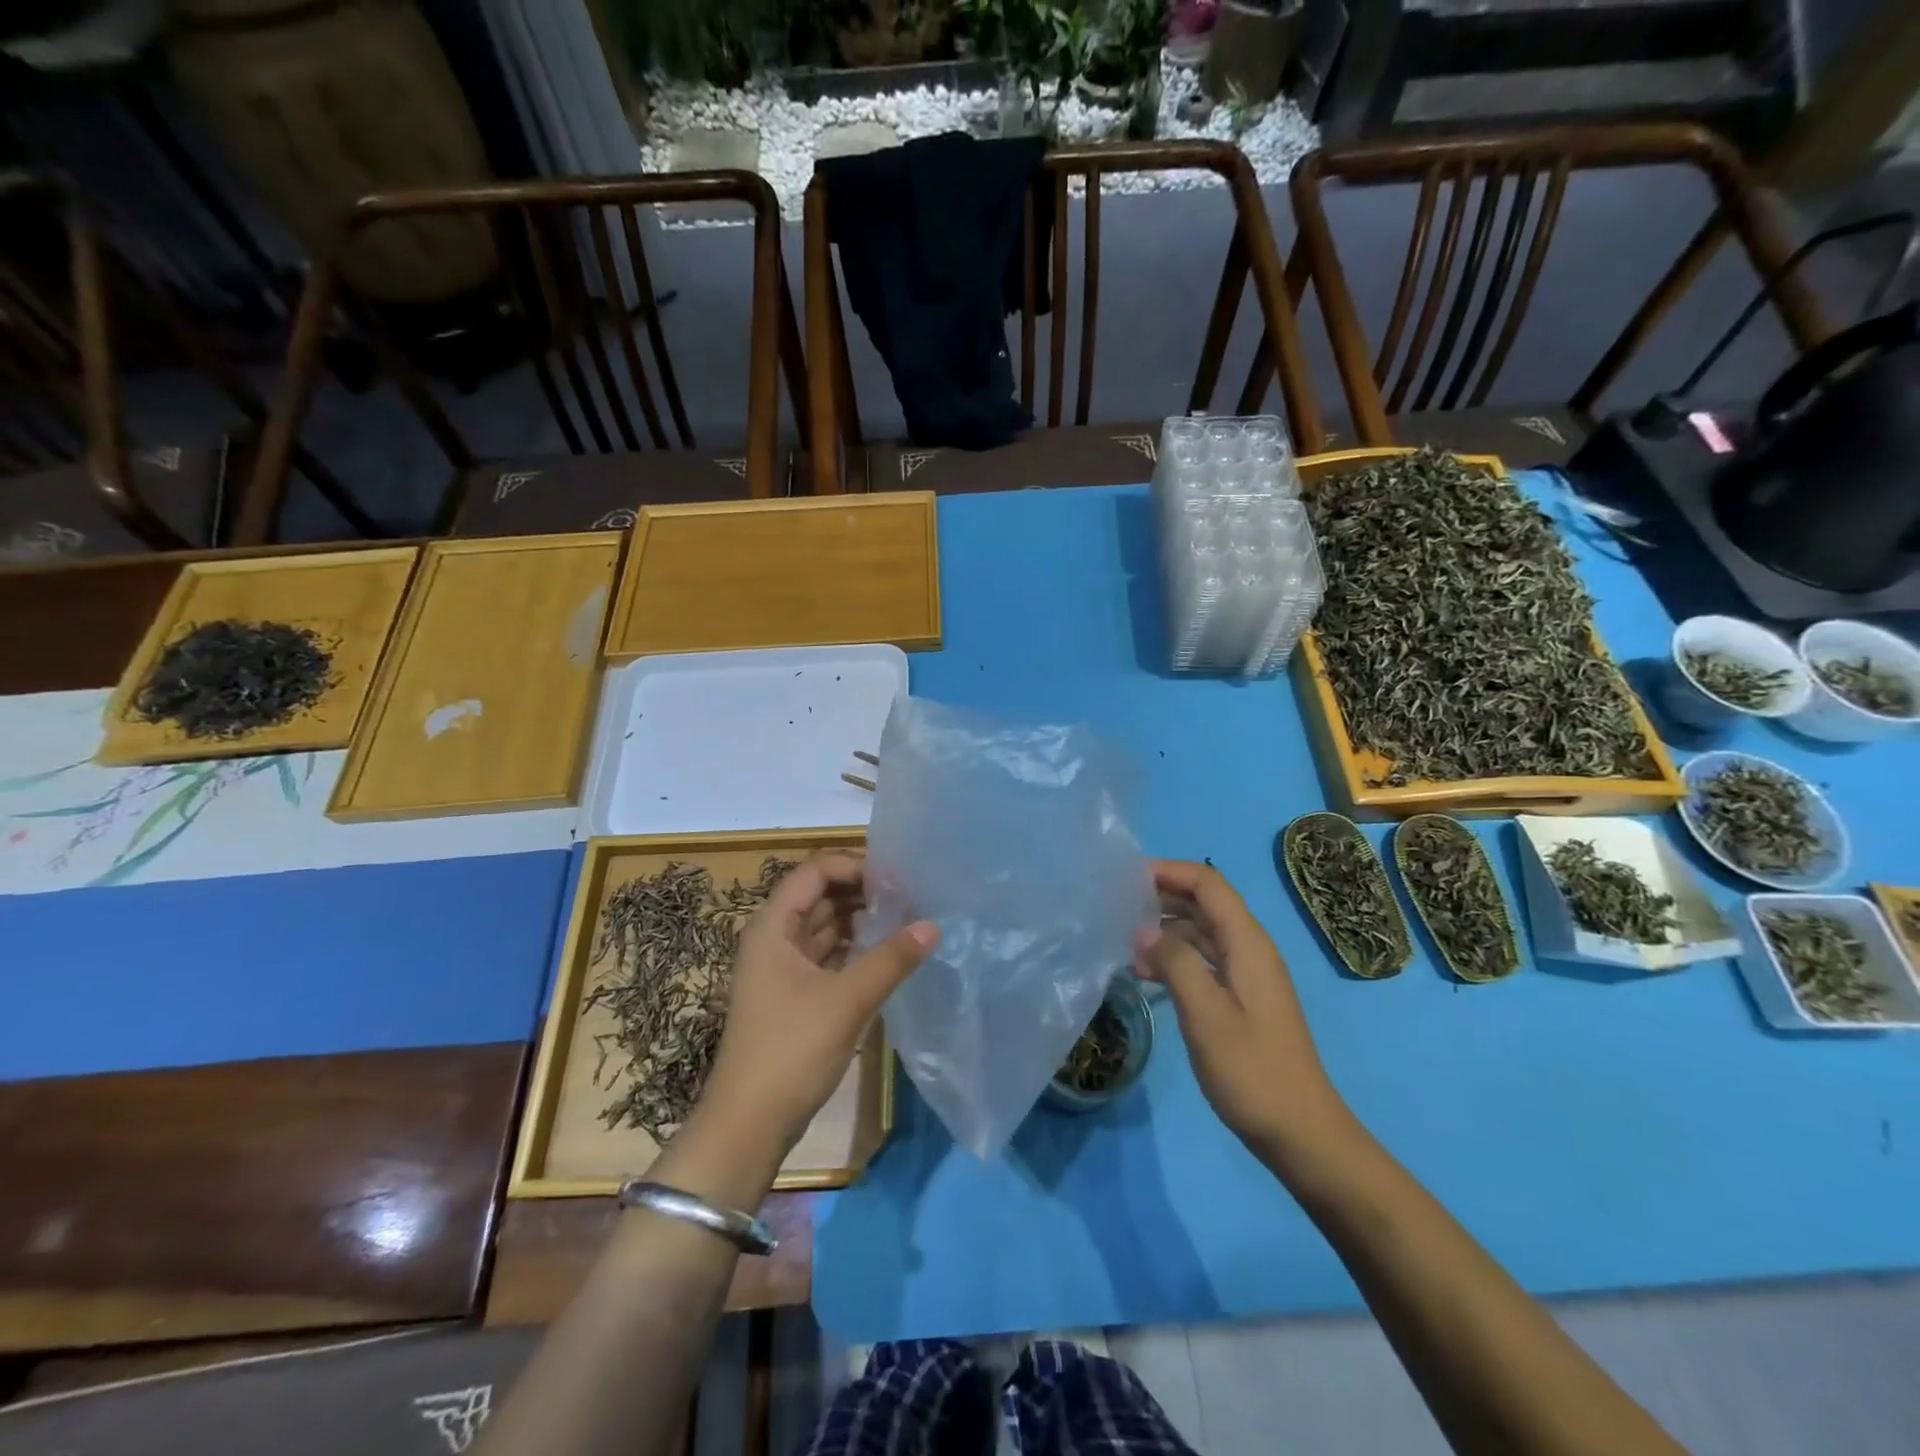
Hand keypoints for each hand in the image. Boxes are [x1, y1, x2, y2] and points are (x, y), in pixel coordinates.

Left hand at [700, 853, 937, 1158]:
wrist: (749, 1124)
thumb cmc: (791, 1050)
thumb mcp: (847, 1000)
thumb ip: (892, 958)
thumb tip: (933, 924)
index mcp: (773, 926)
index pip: (814, 872)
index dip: (854, 866)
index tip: (897, 878)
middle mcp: (774, 938)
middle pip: (820, 896)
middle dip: (862, 892)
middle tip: (911, 896)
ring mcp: (782, 969)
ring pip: (825, 927)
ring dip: (861, 920)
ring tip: (906, 919)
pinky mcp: (794, 996)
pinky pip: (828, 956)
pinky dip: (855, 949)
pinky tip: (887, 953)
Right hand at [1135, 859, 1348, 1160]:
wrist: (1301, 1133)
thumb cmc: (1253, 1072)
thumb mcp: (1206, 1015)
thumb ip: (1175, 964)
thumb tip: (1142, 930)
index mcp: (1248, 944)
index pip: (1209, 884)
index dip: (1170, 871)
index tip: (1126, 877)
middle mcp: (1250, 950)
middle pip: (1205, 903)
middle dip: (1162, 895)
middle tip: (1116, 904)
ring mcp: (1247, 975)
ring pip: (1202, 931)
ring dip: (1165, 928)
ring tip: (1123, 940)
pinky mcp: (1241, 998)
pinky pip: (1204, 959)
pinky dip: (1174, 956)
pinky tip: (1145, 973)